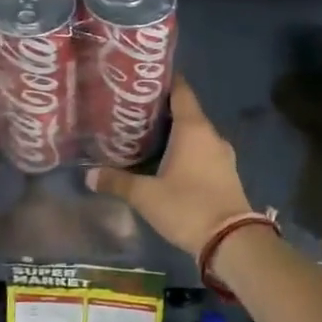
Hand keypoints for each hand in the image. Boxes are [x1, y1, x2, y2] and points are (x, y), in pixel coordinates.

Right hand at [84, 78, 252, 257]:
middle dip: (162, 111)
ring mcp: (222, 155)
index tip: (142, 79)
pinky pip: (203, 152)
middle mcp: (211, 135)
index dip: (163, 81)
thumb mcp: (146, 195)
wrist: (232, 242)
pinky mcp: (226, 173)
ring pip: (195, 134)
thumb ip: (118, 181)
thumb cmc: (187, 207)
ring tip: (146, 136)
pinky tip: (167, 161)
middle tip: (133, 111)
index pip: (181, 91)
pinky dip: (186, 151)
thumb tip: (89, 175)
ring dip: (175, 133)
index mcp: (194, 128)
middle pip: (186, 112)